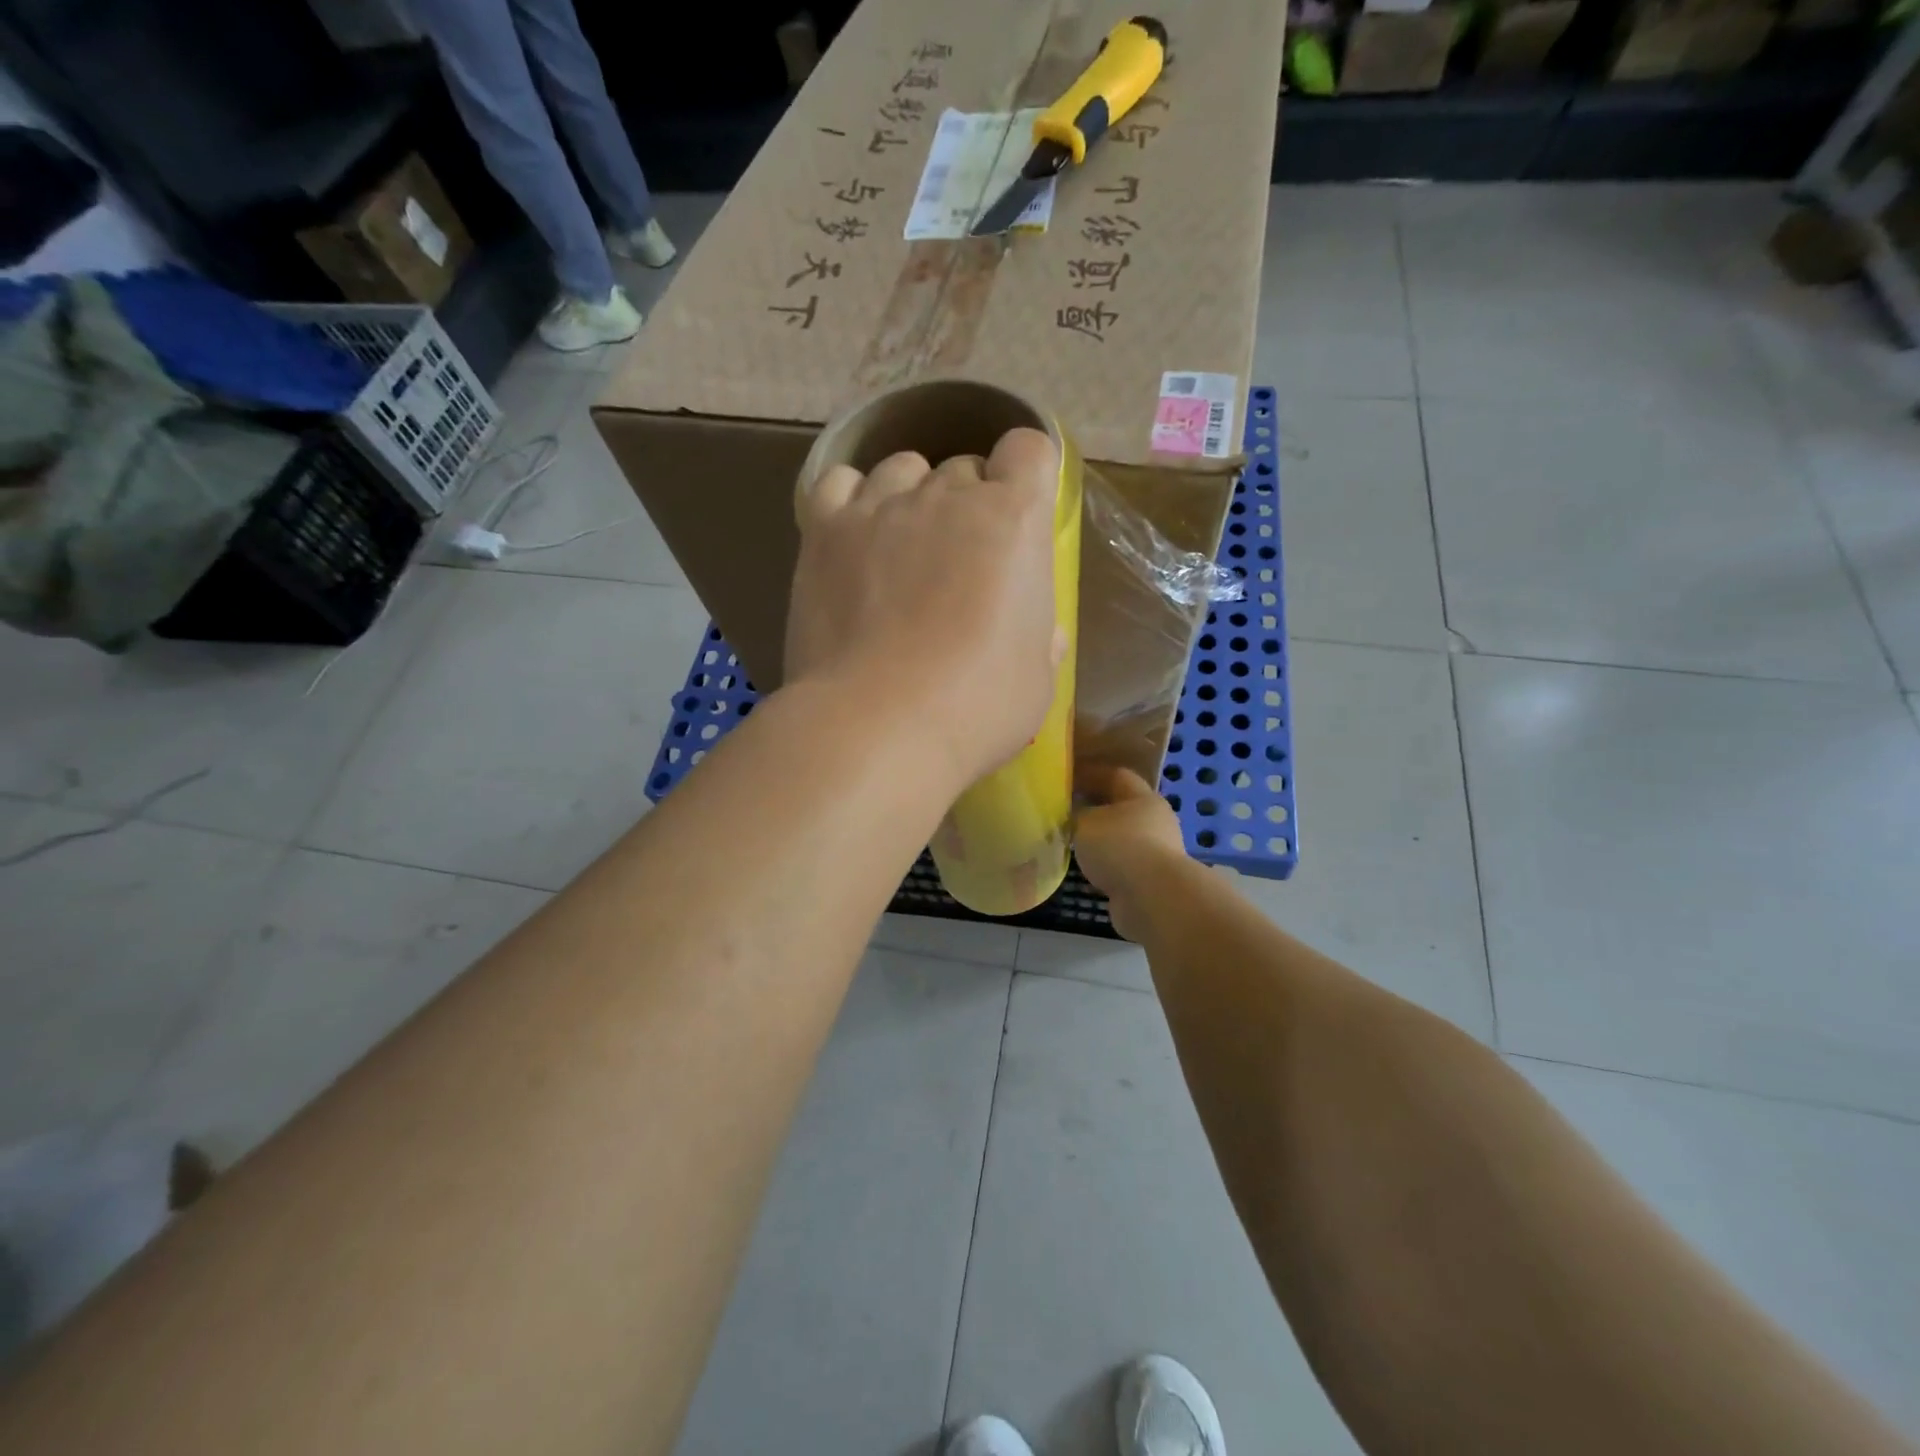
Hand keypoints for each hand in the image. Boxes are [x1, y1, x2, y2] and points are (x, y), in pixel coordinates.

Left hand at [786, 427, 1061, 789]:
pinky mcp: (825, 530)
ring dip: (912, 497)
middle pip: (965, 468)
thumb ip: (1039, 638)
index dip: (1026, 477)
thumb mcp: (1037, 680)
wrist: (877, 725)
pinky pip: (840, 484)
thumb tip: (1039, 630)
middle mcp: (947, 495)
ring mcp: (880, 507)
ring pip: (903, 469)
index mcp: (1014, 521)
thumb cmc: (975, 708)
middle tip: (960, 564)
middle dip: (969, 506)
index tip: (1019, 518)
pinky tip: (855, 538)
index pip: (1028, 450)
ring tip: (904, 550)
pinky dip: (852, 501)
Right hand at [1074, 764, 1188, 942]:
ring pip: (1123, 838)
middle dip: (1095, 807)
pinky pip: (1123, 864)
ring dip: (1101, 839)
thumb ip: (1076, 814)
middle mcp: (1155, 821)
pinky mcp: (1152, 880)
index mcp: (1143, 798)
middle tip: (1066, 810)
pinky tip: (1087, 869)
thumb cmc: (1119, 847)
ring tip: (1072, 842)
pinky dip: (1106, 864)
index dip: (1090, 774)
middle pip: (1121, 807)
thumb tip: (1073, 815)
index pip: (1116, 775)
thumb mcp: (1085, 823)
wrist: (1153, 898)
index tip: (1067, 778)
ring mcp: (1157, 852)